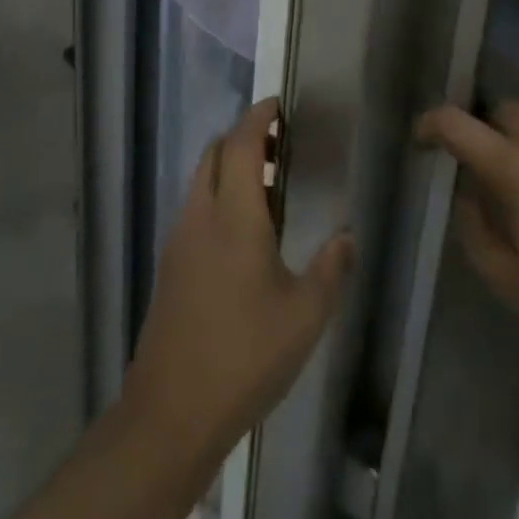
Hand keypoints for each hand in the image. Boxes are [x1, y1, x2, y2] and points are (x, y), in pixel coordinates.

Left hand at [125, 97, 354, 465]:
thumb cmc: (245, 356)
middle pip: (215, 154)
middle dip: (245, 138)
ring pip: (202, 181)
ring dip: (231, 169)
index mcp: (233, 216)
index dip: (259, 118)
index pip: (241, 145)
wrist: (170, 412)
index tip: (279, 106)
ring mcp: (179, 241)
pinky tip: (245, 234)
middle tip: (281, 147)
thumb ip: (331, 270)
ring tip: (271, 190)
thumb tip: (347, 237)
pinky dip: (219, 197)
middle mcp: (200, 216)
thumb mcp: (305, 316)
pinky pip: (195, 209)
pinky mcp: (170, 266)